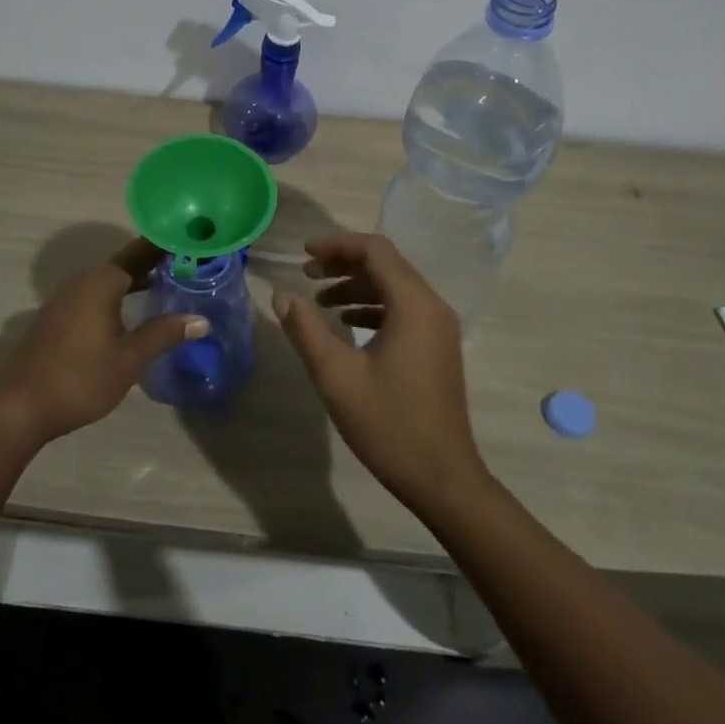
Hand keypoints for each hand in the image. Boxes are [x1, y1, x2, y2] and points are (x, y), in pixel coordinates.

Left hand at [0, 237, 205, 448]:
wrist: (18, 407)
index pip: (141, 252)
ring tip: (169, 284)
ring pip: (109, 281)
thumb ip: (164, 334)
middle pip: (125, 264)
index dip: (166, 246)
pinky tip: (133, 312)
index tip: (192, 241)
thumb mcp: (129, 359)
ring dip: (137, 280)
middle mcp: (83, 281)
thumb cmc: (79, 378)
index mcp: (101, 282)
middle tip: (190, 264)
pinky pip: (96, 295)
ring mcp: (66, 299)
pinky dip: (119, 296)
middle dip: (155, 263)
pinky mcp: (58, 317)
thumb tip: (201, 320)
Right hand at [273, 233, 488, 516]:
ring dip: (357, 286)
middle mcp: (432, 306)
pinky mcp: (437, 347)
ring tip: (319, 301)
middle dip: (344, 263)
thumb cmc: (388, 424)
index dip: (337, 245)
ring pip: (394, 287)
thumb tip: (282, 295)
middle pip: (386, 264)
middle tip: (307, 274)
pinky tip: (346, 325)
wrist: (442, 478)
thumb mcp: (337, 376)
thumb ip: (306, 330)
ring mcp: (438, 327)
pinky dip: (373, 306)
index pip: (375, 250)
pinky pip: (403, 309)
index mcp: (413, 304)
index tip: (304, 254)